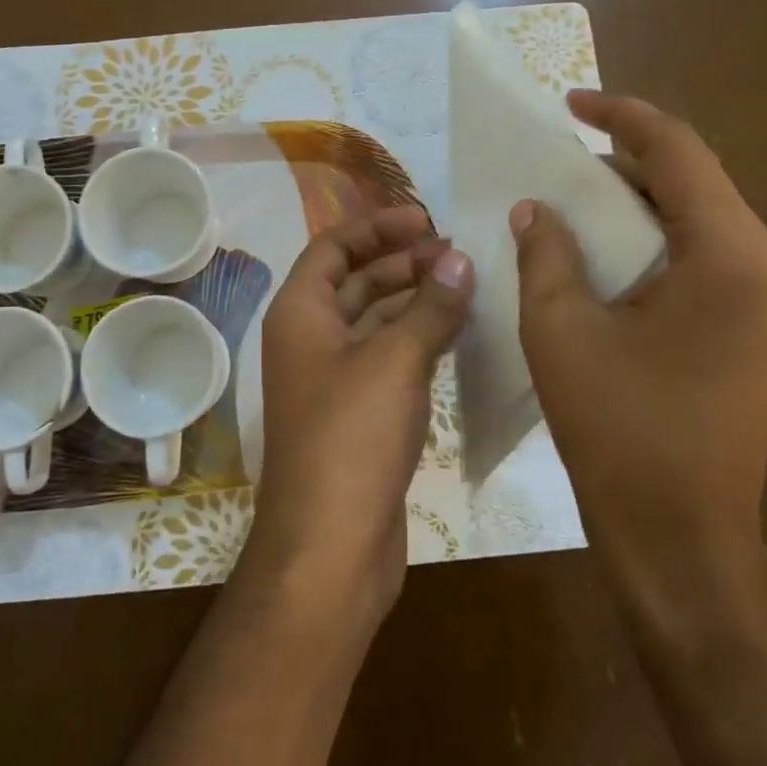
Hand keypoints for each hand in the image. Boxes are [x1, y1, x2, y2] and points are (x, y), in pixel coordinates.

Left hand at [248, 206, 473, 620]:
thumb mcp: (396, 361)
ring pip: (375, 321)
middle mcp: (310, 339)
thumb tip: (459, 258)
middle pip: (356, 281)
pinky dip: (418, 339)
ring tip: (466, 285)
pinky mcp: (358, 414)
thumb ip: (430, 306)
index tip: (426, 219)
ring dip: (414, 300)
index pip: (333, 247)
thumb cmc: (352, 438)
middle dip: (402, 262)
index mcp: (301, 313)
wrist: (330, 546)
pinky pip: (388, 358)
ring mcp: (334, 379)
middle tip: (457, 254)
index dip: (377, 226)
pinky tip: (456, 332)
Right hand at [511, 91, 766, 616]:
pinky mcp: (764, 323)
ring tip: (573, 201)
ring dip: (637, 203)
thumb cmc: (620, 431)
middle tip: (558, 162)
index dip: (621, 117)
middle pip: (694, 182)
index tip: (570, 104)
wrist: (682, 535)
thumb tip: (537, 208)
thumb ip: (547, 253)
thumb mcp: (562, 330)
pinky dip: (655, 240)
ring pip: (699, 218)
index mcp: (735, 256)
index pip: (678, 153)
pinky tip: (607, 250)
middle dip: (624, 164)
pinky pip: (706, 254)